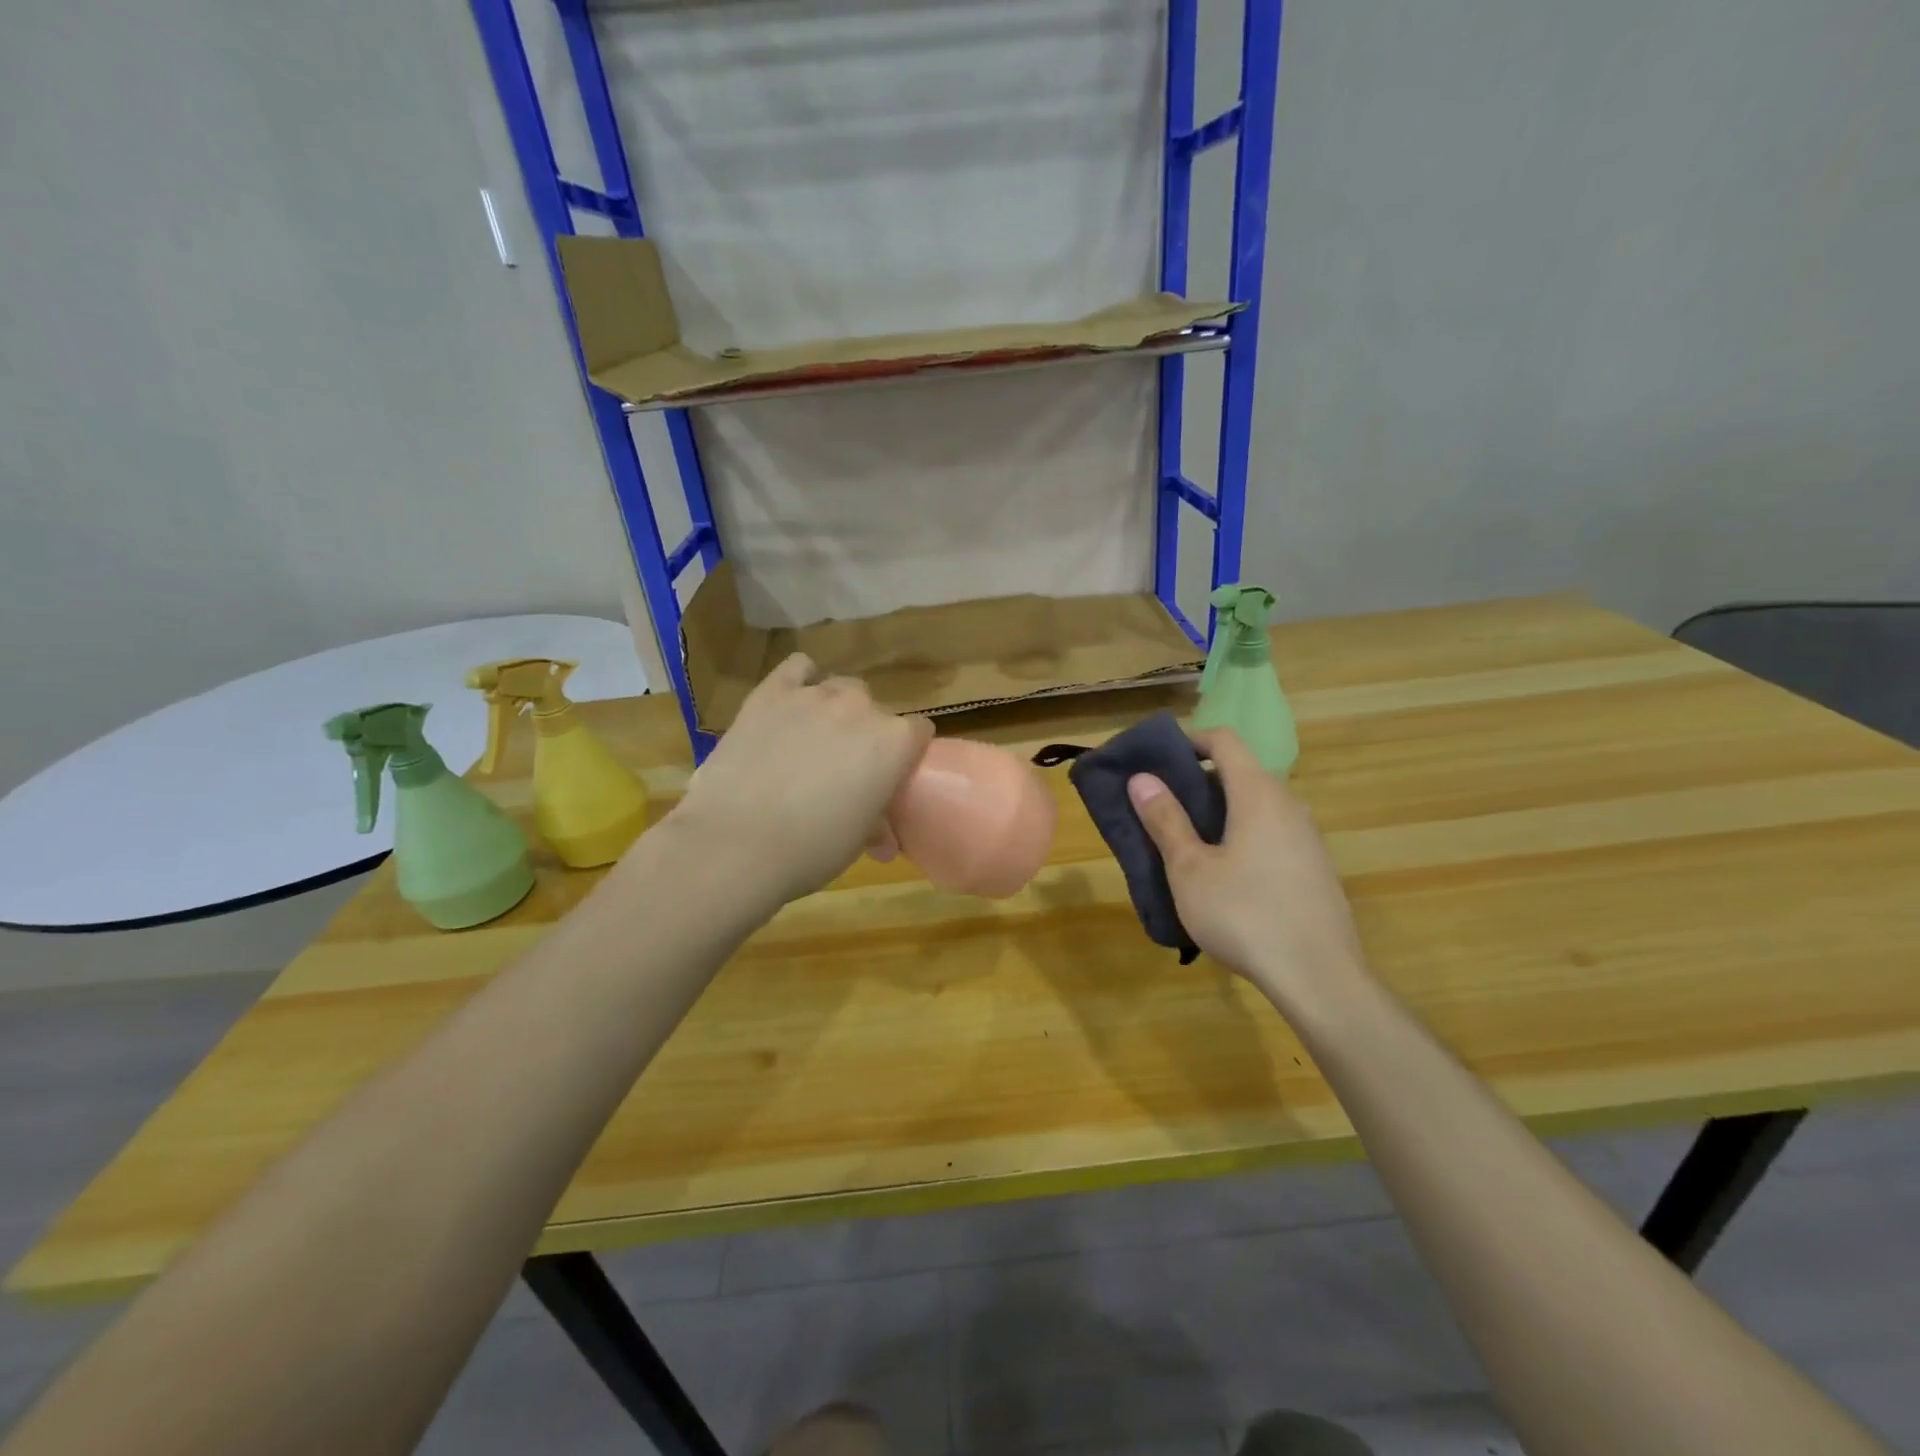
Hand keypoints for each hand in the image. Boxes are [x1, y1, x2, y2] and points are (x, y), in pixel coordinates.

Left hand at [667, 653, 933, 907]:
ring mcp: (813, 695)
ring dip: (835, 709)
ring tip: (814, 739)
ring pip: (839, 687)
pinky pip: (797, 667)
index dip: (905, 755)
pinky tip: (791, 703)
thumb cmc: (811, 849)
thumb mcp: (858, 841)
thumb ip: (877, 822)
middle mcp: (860, 708)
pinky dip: (800, 680)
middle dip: (866, 733)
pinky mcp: (770, 693)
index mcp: (894, 742)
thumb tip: (882, 837)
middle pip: (876, 709)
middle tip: (845, 768)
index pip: (918, 732)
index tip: (890, 777)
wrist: (735, 843)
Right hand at [1127, 727, 1368, 1004]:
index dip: (1189, 740)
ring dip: (1219, 812)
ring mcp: (1307, 838)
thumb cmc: (1244, 915)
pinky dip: (1241, 836)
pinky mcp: (1315, 868)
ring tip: (1185, 843)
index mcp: (1258, 794)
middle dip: (1197, 781)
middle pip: (1240, 772)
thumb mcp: (1190, 869)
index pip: (1225, 741)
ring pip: (1256, 806)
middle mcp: (1288, 805)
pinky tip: (1224, 877)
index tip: (1156, 760)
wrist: (1320, 978)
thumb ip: (1166, 820)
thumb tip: (1142, 779)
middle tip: (1160, 806)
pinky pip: (1271, 833)